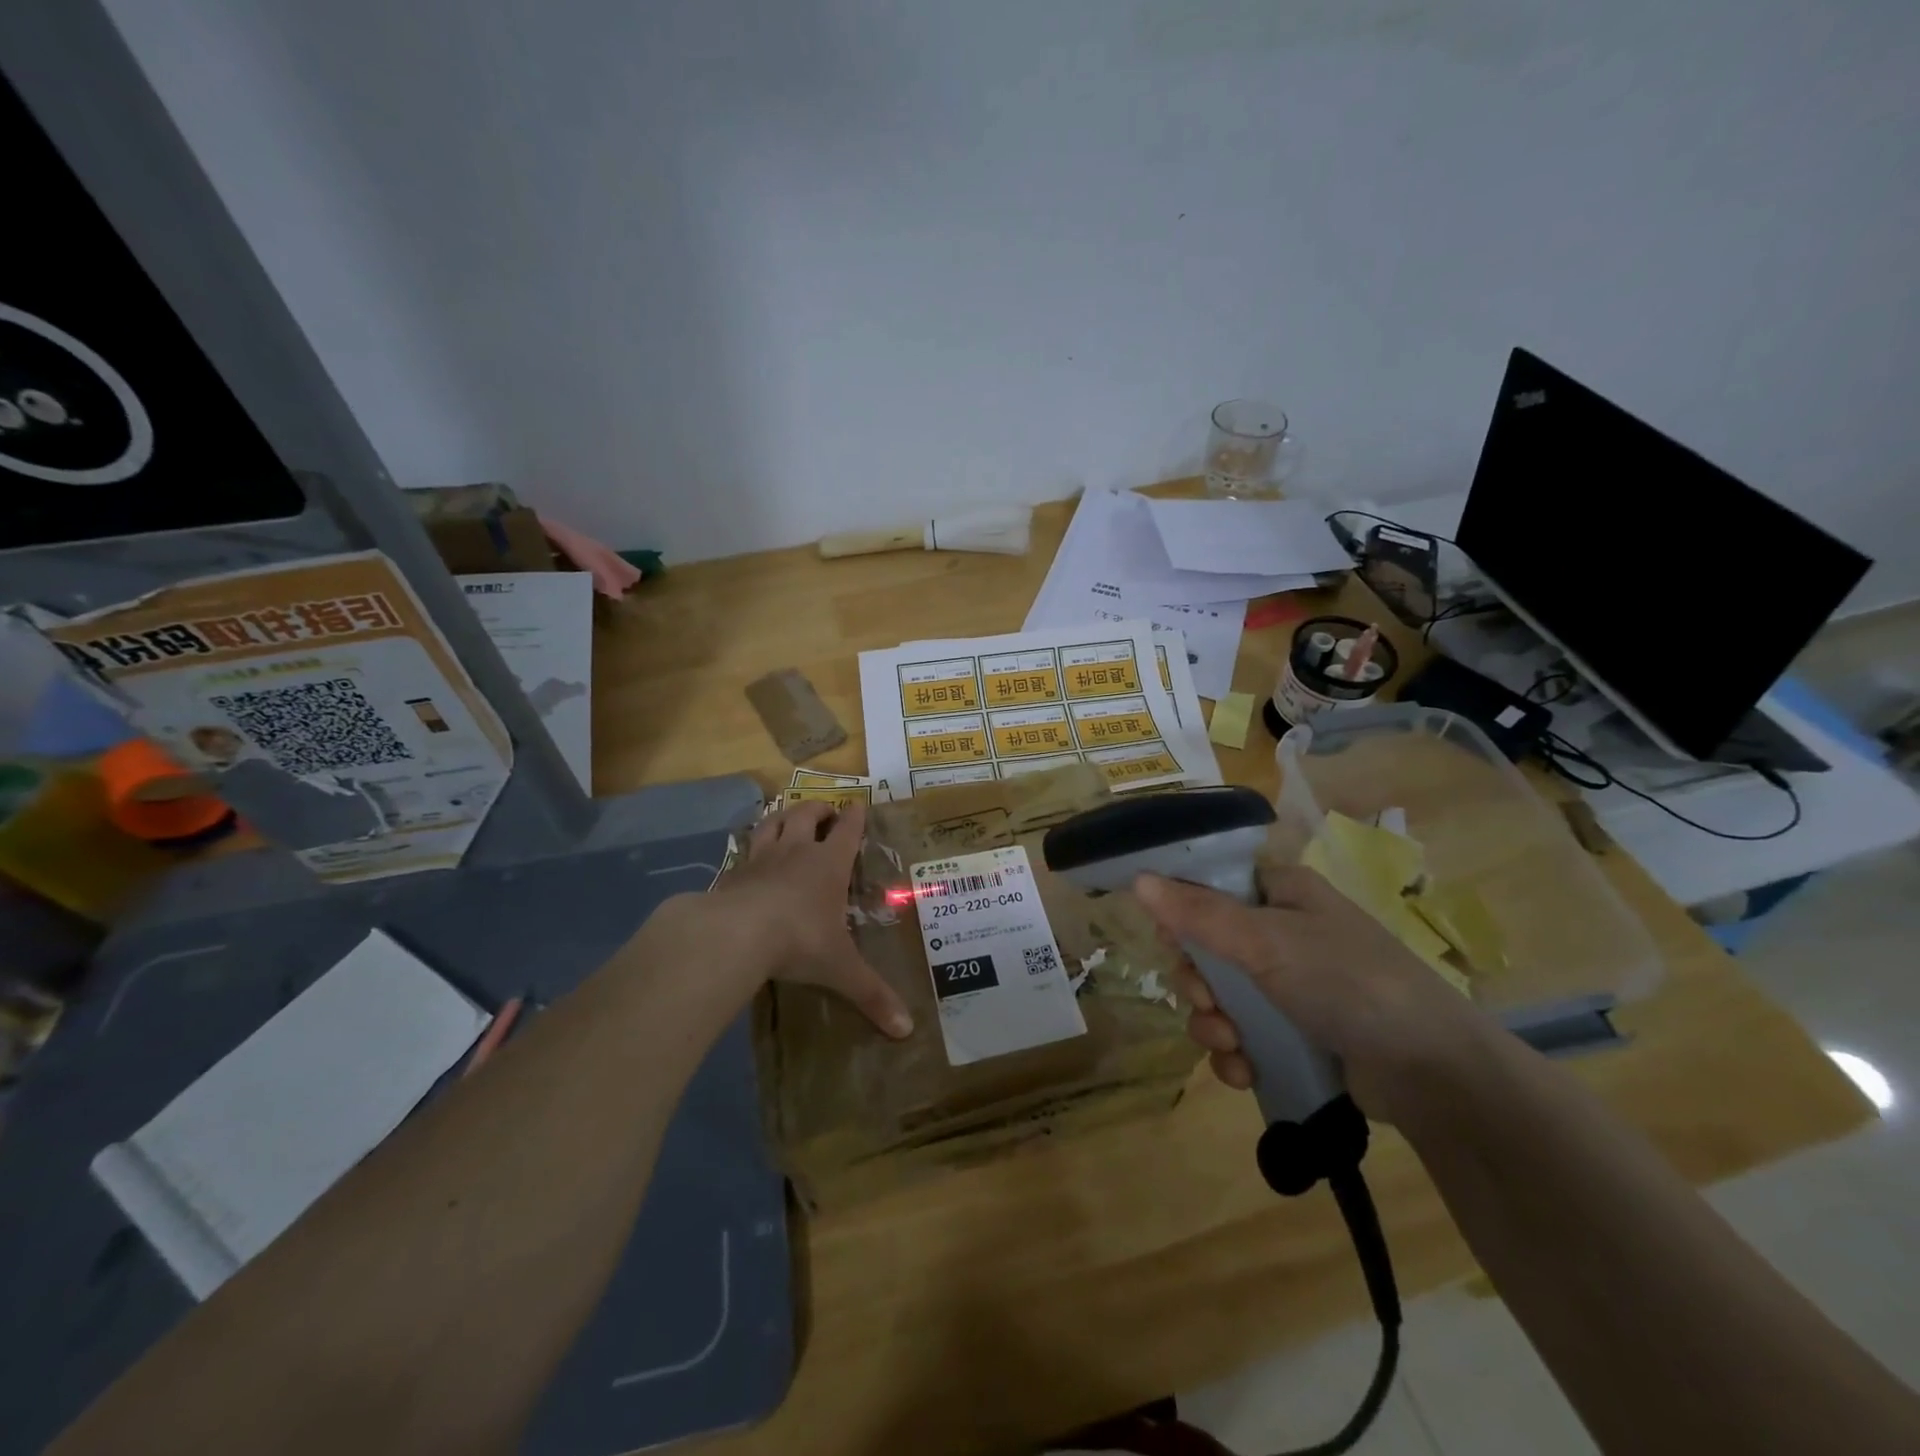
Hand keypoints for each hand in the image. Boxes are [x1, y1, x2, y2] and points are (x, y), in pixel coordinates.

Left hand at [707, 799, 914, 1038]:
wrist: (733, 935)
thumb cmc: (798, 941)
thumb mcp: (840, 969)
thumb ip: (872, 995)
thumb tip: (907, 1030)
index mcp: (828, 865)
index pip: (847, 830)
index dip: (855, 817)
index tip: (859, 806)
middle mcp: (796, 852)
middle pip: (806, 815)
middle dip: (818, 809)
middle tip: (826, 811)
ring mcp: (760, 858)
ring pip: (773, 822)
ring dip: (783, 816)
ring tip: (789, 817)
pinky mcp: (732, 872)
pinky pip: (744, 848)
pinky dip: (752, 845)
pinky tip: (751, 854)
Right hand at [1133, 865, 1488, 1120]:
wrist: (1432, 1072)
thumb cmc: (1347, 982)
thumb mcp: (1266, 942)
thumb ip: (1198, 913)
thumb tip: (1138, 880)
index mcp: (1280, 893)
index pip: (1209, 887)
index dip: (1181, 912)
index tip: (1170, 942)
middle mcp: (1281, 932)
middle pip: (1206, 947)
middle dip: (1198, 983)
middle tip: (1208, 1003)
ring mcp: (1290, 985)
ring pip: (1220, 996)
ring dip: (1213, 1024)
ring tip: (1231, 1046)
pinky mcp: (1296, 1032)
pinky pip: (1243, 1035)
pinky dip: (1235, 1054)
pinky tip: (1244, 1071)